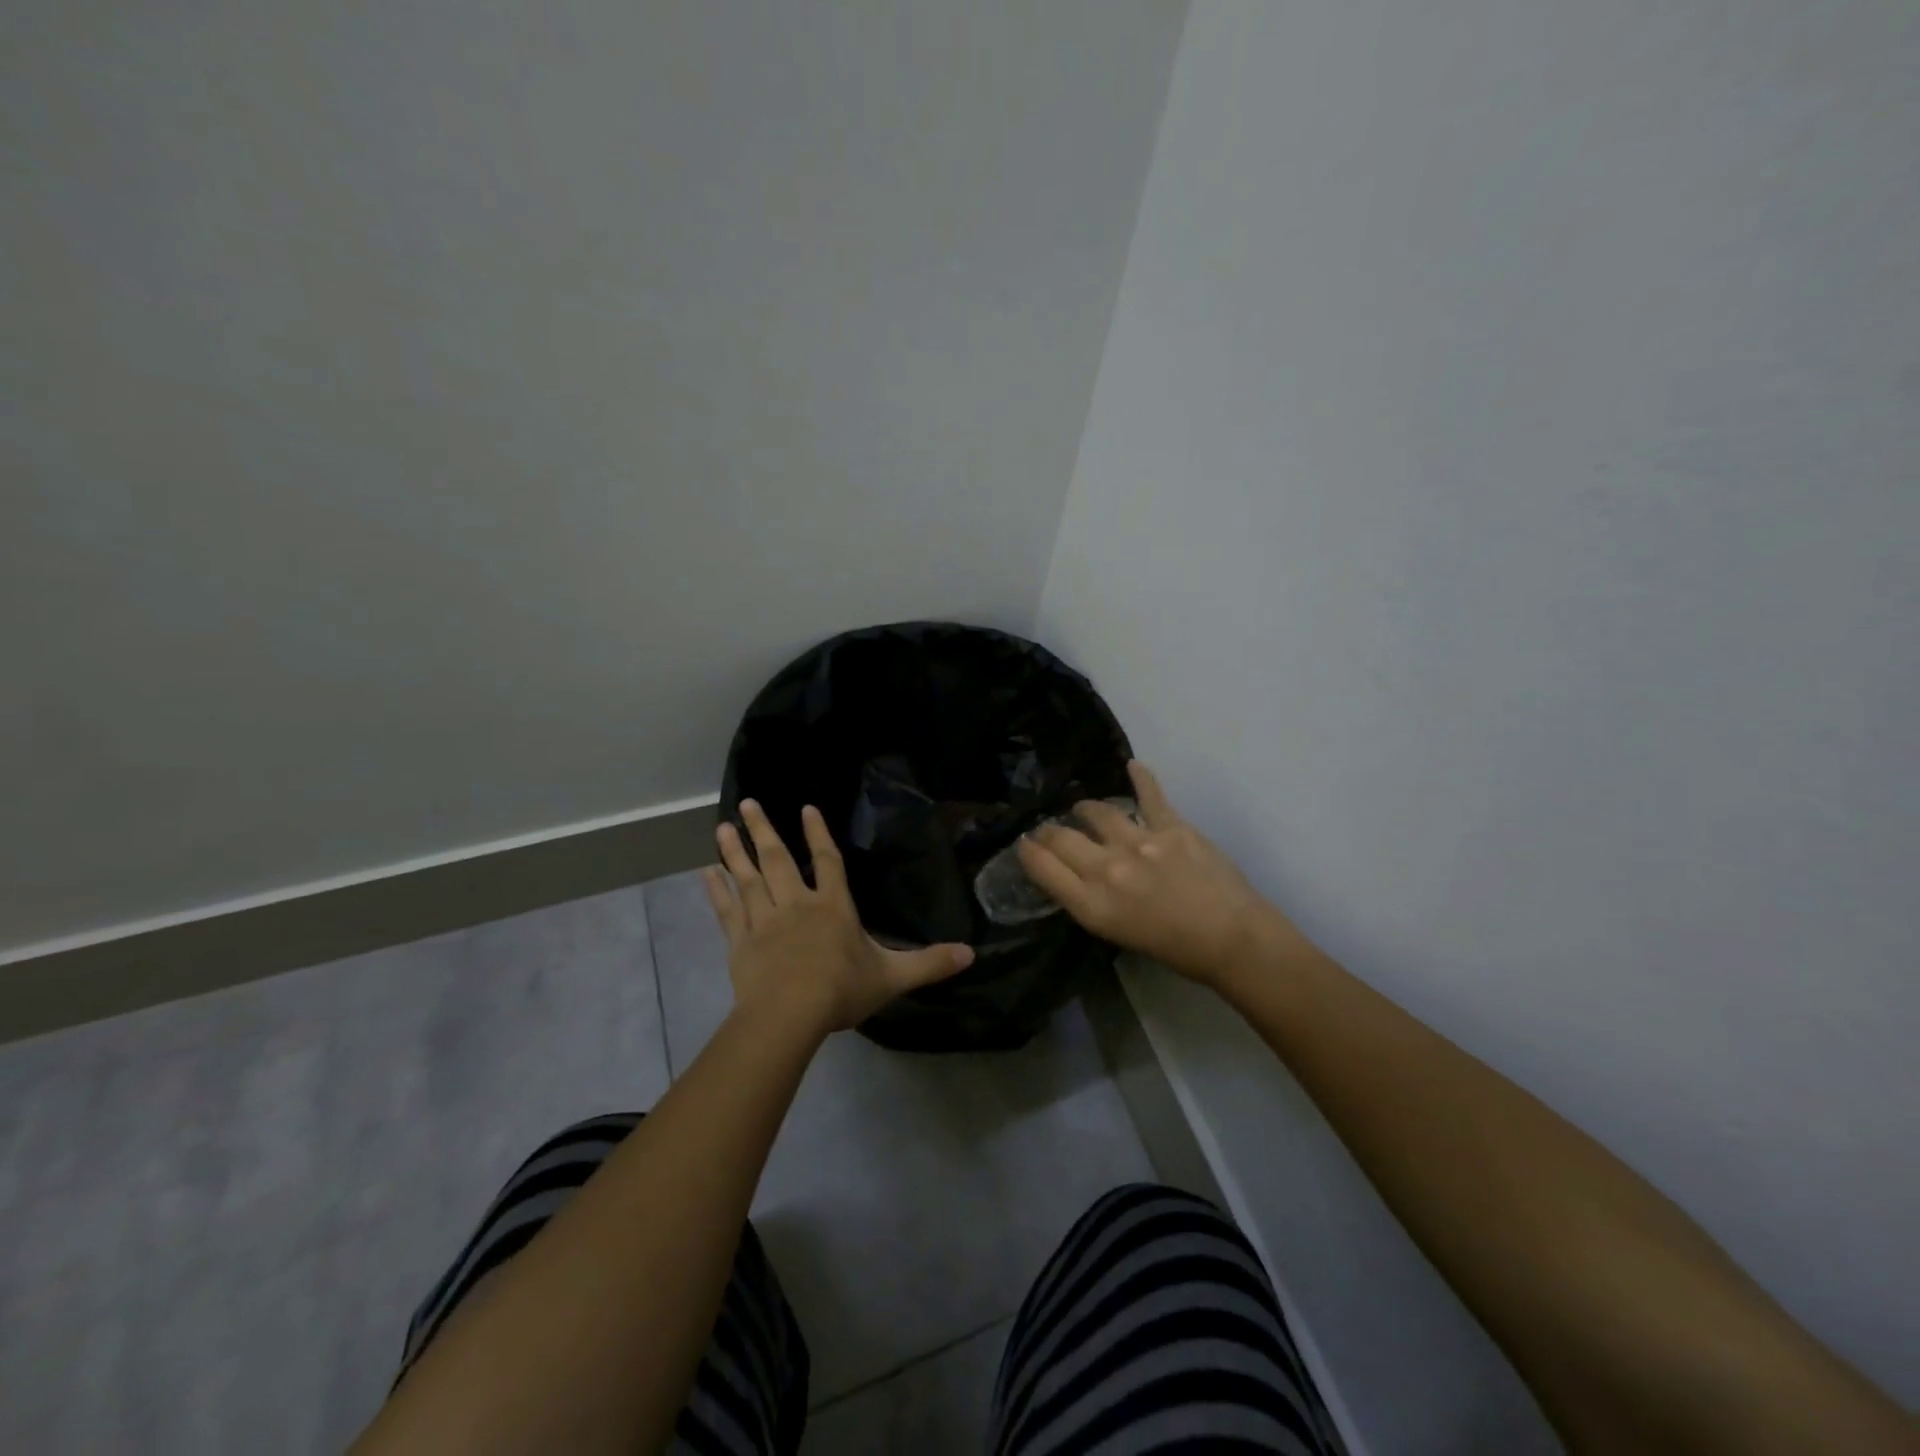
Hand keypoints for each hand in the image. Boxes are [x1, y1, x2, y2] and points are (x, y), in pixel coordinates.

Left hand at [705, 799, 974, 1037]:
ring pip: (748, 878)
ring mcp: (765, 920)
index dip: (818, 834)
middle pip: (779, 859)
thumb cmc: (842, 991)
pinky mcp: (740, 942)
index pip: (827, 861)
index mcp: (833, 907)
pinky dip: (717, 890)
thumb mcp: (893, 976)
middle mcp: (797, 904)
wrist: (789, 1015)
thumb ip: (929, 963)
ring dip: (735, 851)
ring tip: (723, 826)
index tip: (806, 808)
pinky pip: (728, 910)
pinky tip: (707, 873)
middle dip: (764, 830)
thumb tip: (971, 953)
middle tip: (748, 802)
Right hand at [1017, 761, 1317, 989]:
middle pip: (1060, 836)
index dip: (1027, 851)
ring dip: (1085, 809)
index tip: (1026, 845)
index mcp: (1091, 904)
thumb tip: (1074, 873)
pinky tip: (1132, 766)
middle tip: (1049, 829)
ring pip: (1096, 811)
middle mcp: (1107, 869)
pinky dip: (1140, 777)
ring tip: (1085, 809)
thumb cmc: (1174, 949)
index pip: (1041, 866)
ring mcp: (1139, 843)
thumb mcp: (1115, 934)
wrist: (1232, 940)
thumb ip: (1088, 900)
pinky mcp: (1171, 826)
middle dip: (1047, 830)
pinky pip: (1149, 794)